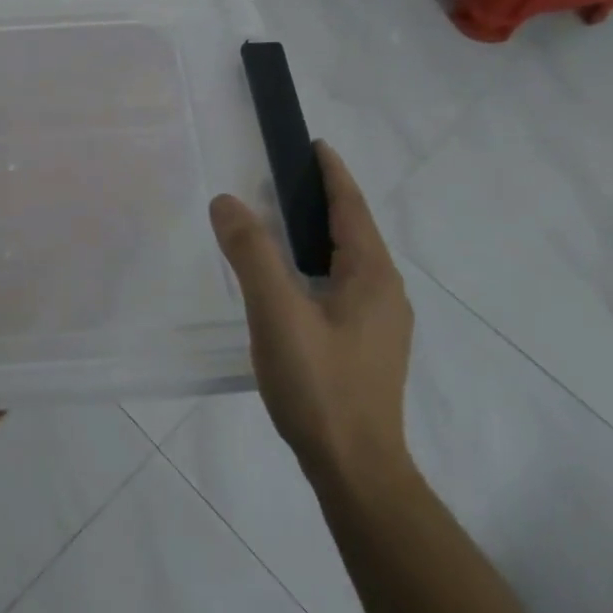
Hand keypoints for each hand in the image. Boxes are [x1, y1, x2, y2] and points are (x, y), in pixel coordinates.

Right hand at [209, 142, 414, 491]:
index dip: (333, 173)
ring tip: (280, 221)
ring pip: (349, 261)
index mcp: (373, 277)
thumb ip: (252, 254)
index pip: (352, 208)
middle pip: (354, 231)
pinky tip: (292, 280)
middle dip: (324, 199)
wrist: (355, 468)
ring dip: (320, 233)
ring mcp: (379, 323)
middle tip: (281, 178)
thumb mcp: (277, 314)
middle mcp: (385, 293)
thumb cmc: (320, 385)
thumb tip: (227, 201)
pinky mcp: (367, 346)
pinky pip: (343, 285)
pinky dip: (317, 264)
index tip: (313, 144)